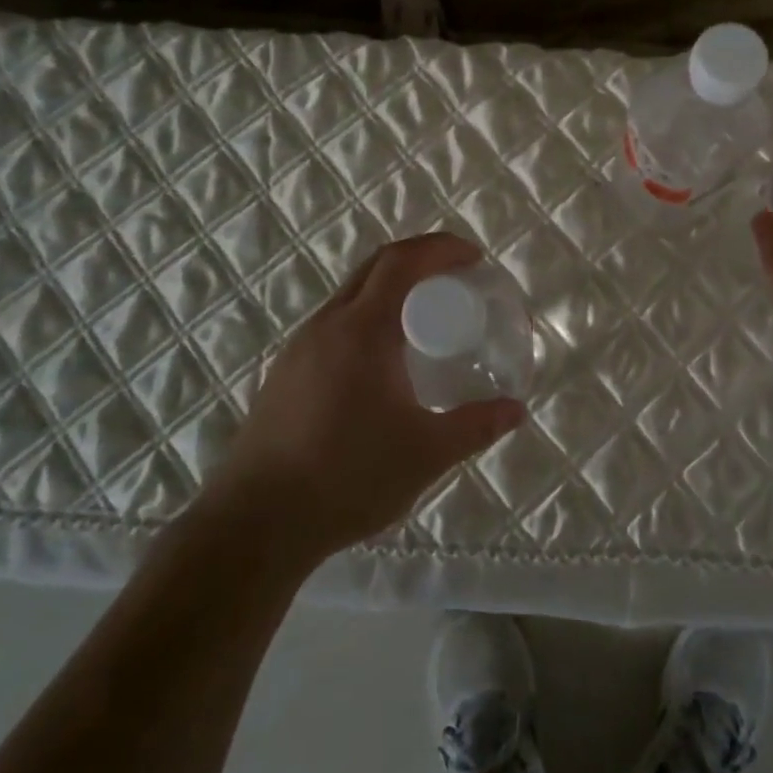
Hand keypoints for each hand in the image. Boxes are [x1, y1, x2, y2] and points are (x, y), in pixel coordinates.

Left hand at [206, 233, 526, 561]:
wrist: (256, 524)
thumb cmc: (347, 477)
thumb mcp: (426, 453)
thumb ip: (476, 426)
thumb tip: (517, 410)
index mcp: (362, 330)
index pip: (402, 262)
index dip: (441, 248)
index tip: (474, 259)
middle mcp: (327, 326)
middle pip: (375, 268)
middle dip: (420, 260)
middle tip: (457, 280)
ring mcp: (299, 349)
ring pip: (351, 295)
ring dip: (391, 289)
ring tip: (425, 318)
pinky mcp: (285, 374)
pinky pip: (335, 324)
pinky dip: (369, 317)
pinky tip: (383, 361)